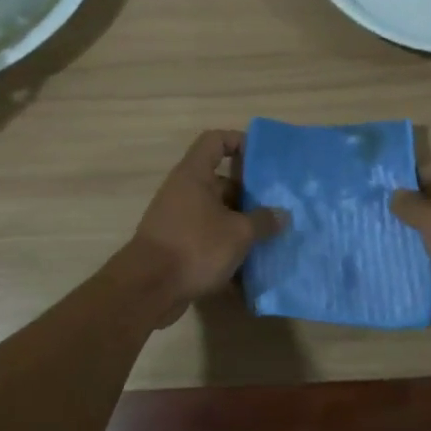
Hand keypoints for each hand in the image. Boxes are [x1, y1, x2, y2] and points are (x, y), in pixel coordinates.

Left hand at [123, 130, 285, 326]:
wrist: (148, 289)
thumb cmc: (195, 247)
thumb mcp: (238, 233)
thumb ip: (263, 221)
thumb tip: (281, 215)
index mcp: (194, 175)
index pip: (215, 140)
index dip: (239, 142)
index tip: (263, 160)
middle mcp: (183, 192)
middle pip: (221, 182)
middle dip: (250, 196)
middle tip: (277, 209)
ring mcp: (178, 220)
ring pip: (217, 214)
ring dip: (241, 226)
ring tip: (270, 239)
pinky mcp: (177, 247)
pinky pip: (208, 240)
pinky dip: (226, 250)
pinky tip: (250, 269)